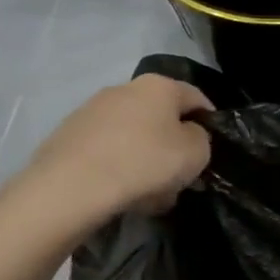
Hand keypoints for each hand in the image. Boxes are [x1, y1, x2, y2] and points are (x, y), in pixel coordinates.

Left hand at [20, 75, 212, 225]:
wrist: (71, 187)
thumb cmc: (145, 162)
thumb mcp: (196, 152)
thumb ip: (201, 138)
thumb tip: (187, 136)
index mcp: (159, 86)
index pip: (196, 98)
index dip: (209, 122)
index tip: (211, 150)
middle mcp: (125, 89)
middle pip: (161, 117)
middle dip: (173, 145)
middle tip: (180, 176)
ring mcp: (91, 111)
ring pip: (133, 135)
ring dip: (146, 158)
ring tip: (150, 192)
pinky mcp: (68, 135)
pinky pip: (107, 150)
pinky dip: (119, 166)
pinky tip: (122, 193)